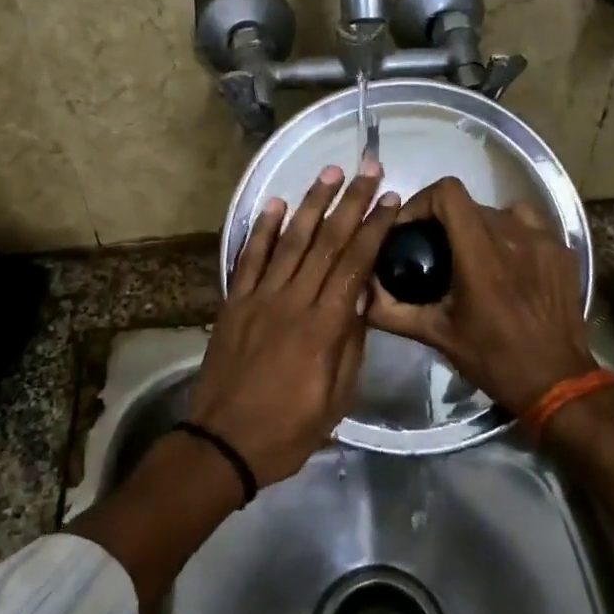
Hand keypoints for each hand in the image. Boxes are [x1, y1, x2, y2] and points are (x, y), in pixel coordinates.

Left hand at [188, 161, 400, 486]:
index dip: (374, 228)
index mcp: (324, 327)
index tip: (389, 199)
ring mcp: (258, 298)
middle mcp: (292, 301)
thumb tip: (363, 299)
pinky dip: (261, 229)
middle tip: (368, 169)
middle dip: (351, 202)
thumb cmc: (288, 430)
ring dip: (311, 203)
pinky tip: (274, 203)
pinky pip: (248, 258)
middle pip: (326, 242)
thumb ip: (351, 345)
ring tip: (330, 172)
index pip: (354, 264)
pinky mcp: (233, 303)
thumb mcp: (337, 398)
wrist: (223, 444)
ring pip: (289, 240)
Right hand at [367, 176, 597, 415]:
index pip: (448, 193)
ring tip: (472, 255)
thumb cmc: (493, 359)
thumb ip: (394, 311)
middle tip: (435, 251)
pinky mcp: (562, 250)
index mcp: (479, 255)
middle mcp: (513, 236)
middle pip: (470, 204)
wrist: (556, 381)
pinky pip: (528, 224)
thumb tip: (363, 293)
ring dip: (478, 226)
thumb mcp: (438, 336)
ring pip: (499, 211)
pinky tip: (506, 262)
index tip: (411, 228)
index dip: (423, 201)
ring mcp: (543, 240)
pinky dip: (510, 233)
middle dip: (445, 221)